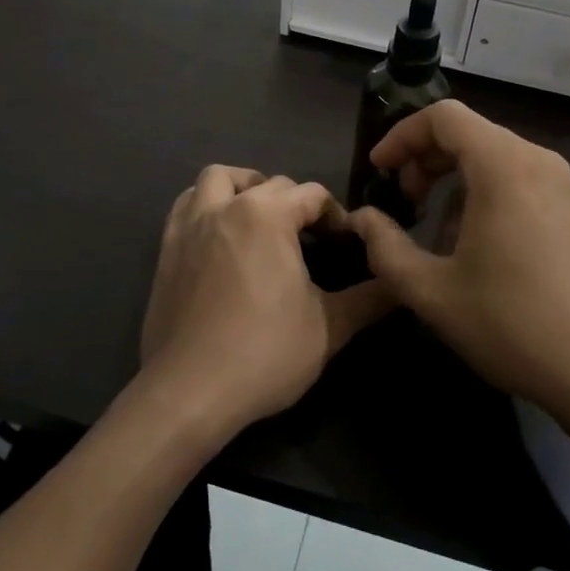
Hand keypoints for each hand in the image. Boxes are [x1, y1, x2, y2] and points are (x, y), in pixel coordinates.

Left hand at [138, 166, 389, 439]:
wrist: (189, 391)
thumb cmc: (265, 353)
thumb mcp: (329, 328)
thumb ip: (370, 298)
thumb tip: (402, 284)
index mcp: (267, 215)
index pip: (312, 194)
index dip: (335, 216)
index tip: (345, 245)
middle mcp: (226, 206)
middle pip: (270, 183)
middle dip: (295, 202)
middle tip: (310, 239)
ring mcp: (191, 225)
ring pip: (217, 179)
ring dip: (243, 187)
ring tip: (260, 217)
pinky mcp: (167, 248)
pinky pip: (187, 205)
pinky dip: (207, 205)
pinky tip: (221, 236)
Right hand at [346, 103, 569, 432]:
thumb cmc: (515, 325)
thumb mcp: (433, 292)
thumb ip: (386, 248)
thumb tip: (362, 219)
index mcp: (504, 167)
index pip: (444, 117)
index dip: (402, 135)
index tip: (378, 170)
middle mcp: (539, 163)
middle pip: (470, 134)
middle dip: (425, 160)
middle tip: (403, 202)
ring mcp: (565, 189)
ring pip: (495, 160)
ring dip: (455, 183)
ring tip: (436, 236)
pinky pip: (520, 184)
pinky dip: (486, 197)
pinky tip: (478, 251)